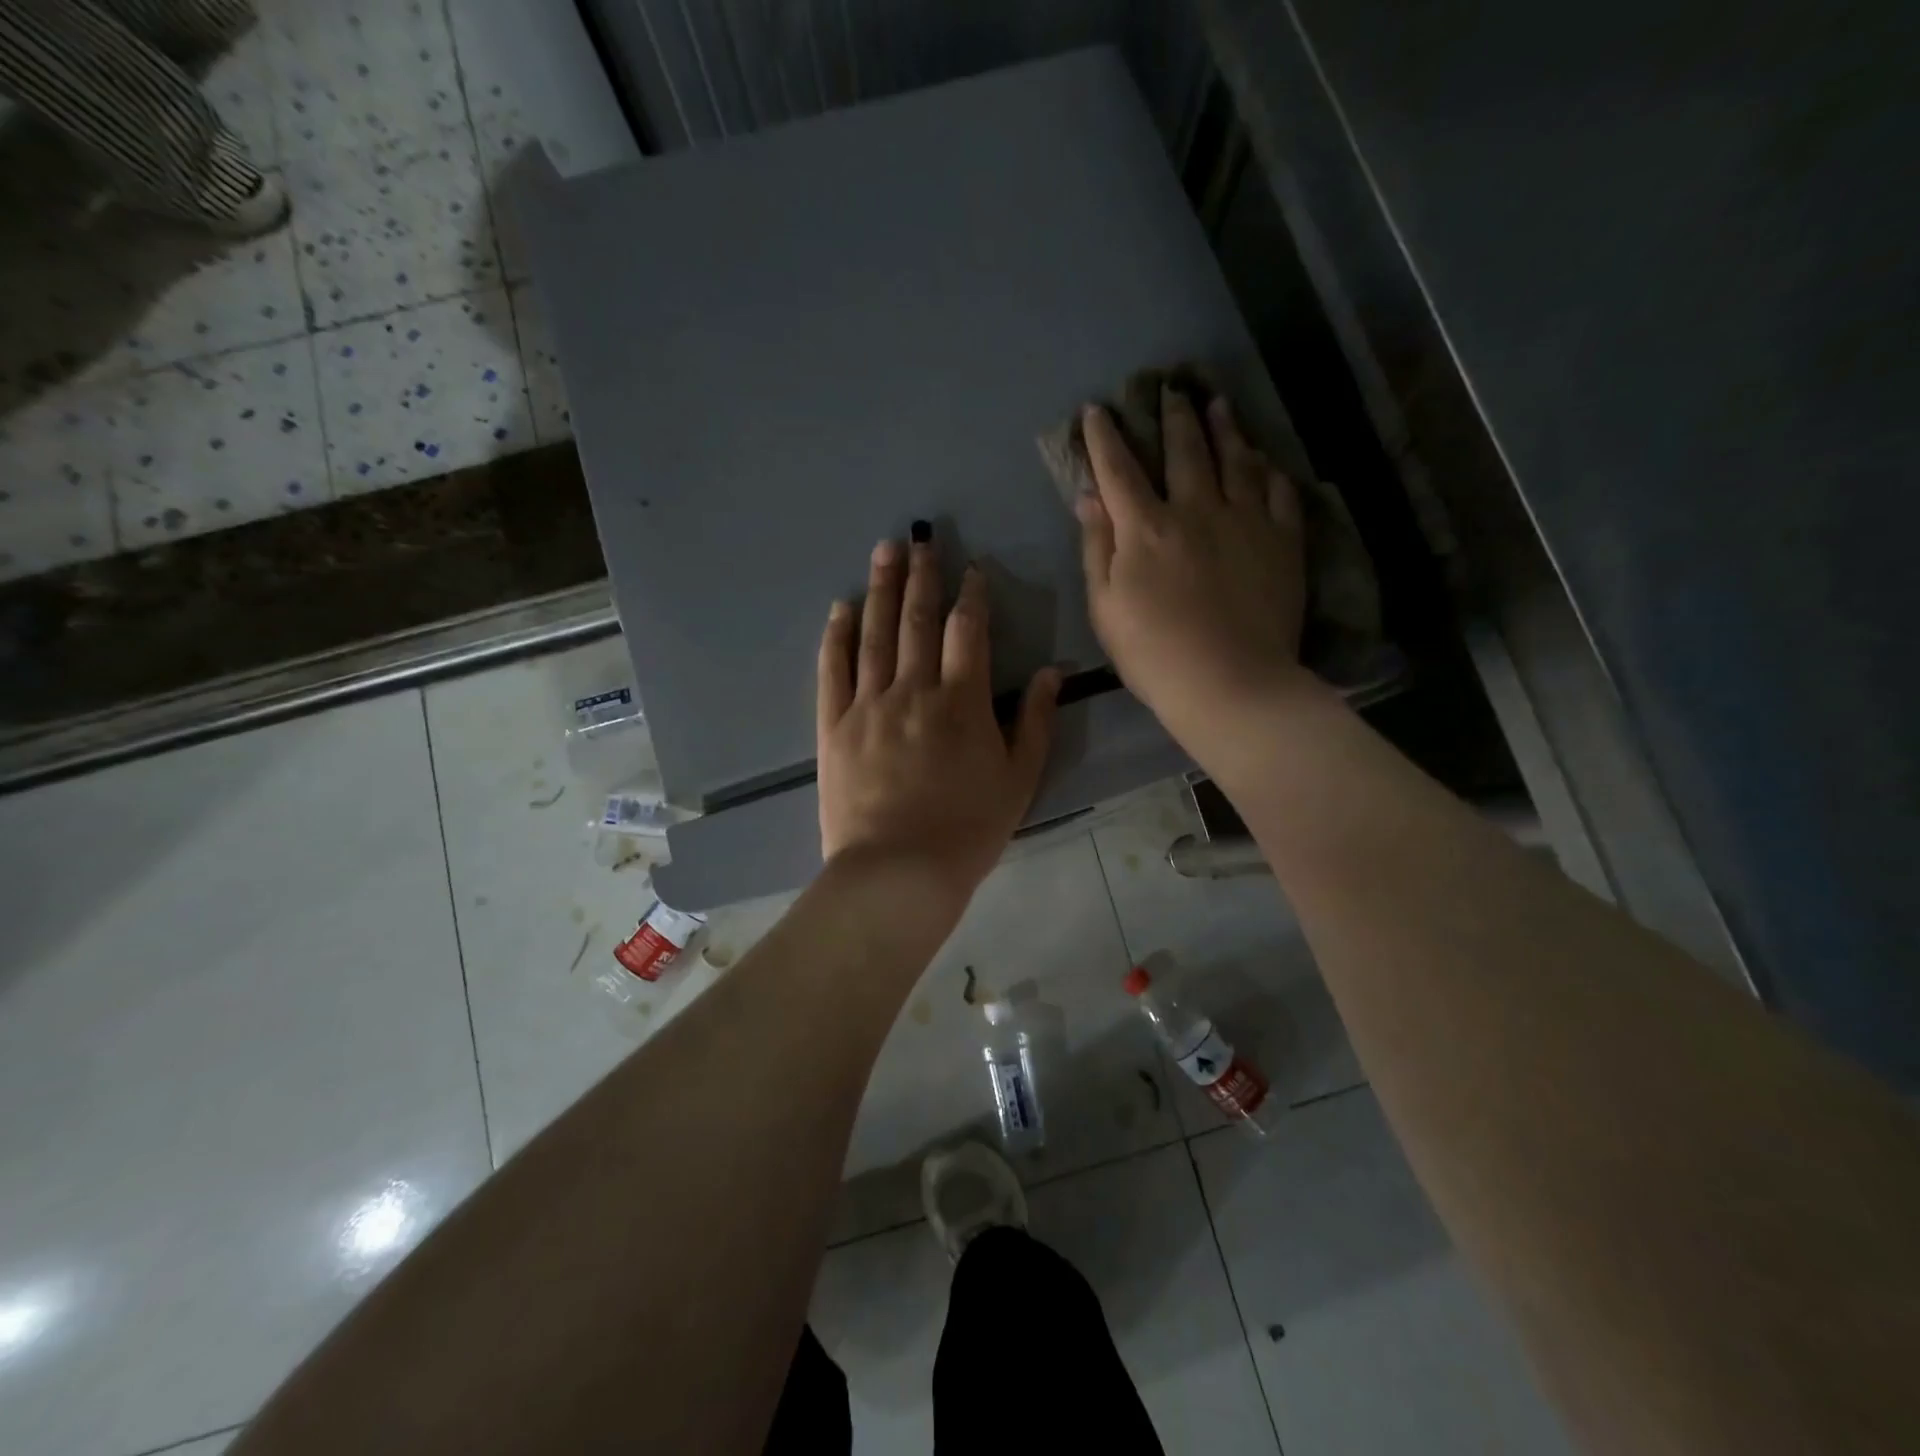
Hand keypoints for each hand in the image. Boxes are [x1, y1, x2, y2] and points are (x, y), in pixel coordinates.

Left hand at [817, 534, 1059, 900]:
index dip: (972, 596)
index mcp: (962, 701)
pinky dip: (836, 636)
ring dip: (881, 589)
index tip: (972, 569)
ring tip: (883, 551)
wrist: (899, 871)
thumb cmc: (969, 829)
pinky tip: (840, 608)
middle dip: (922, 576)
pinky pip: (833, 670)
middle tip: (920, 538)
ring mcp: (868, 705)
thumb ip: (1036, 722)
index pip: (969, 631)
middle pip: (918, 620)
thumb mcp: (1020, 779)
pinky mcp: (834, 726)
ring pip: (875, 634)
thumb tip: (1052, 672)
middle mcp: (913, 690)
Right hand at [1076, 387, 1308, 755]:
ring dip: (1224, 427)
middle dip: (1173, 415)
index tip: (1097, 410)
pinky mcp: (1283, 540)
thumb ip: (1097, 547)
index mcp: (1146, 528)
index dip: (1105, 437)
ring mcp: (1246, 520)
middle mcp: (1196, 509)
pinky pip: (1279, 490)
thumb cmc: (1153, 654)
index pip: (1120, 469)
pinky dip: (1268, 469)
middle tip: (1172, 388)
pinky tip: (1263, 459)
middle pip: (1184, 449)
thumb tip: (1089, 497)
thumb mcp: (1105, 607)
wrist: (1229, 683)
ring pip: (1236, 458)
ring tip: (1218, 403)